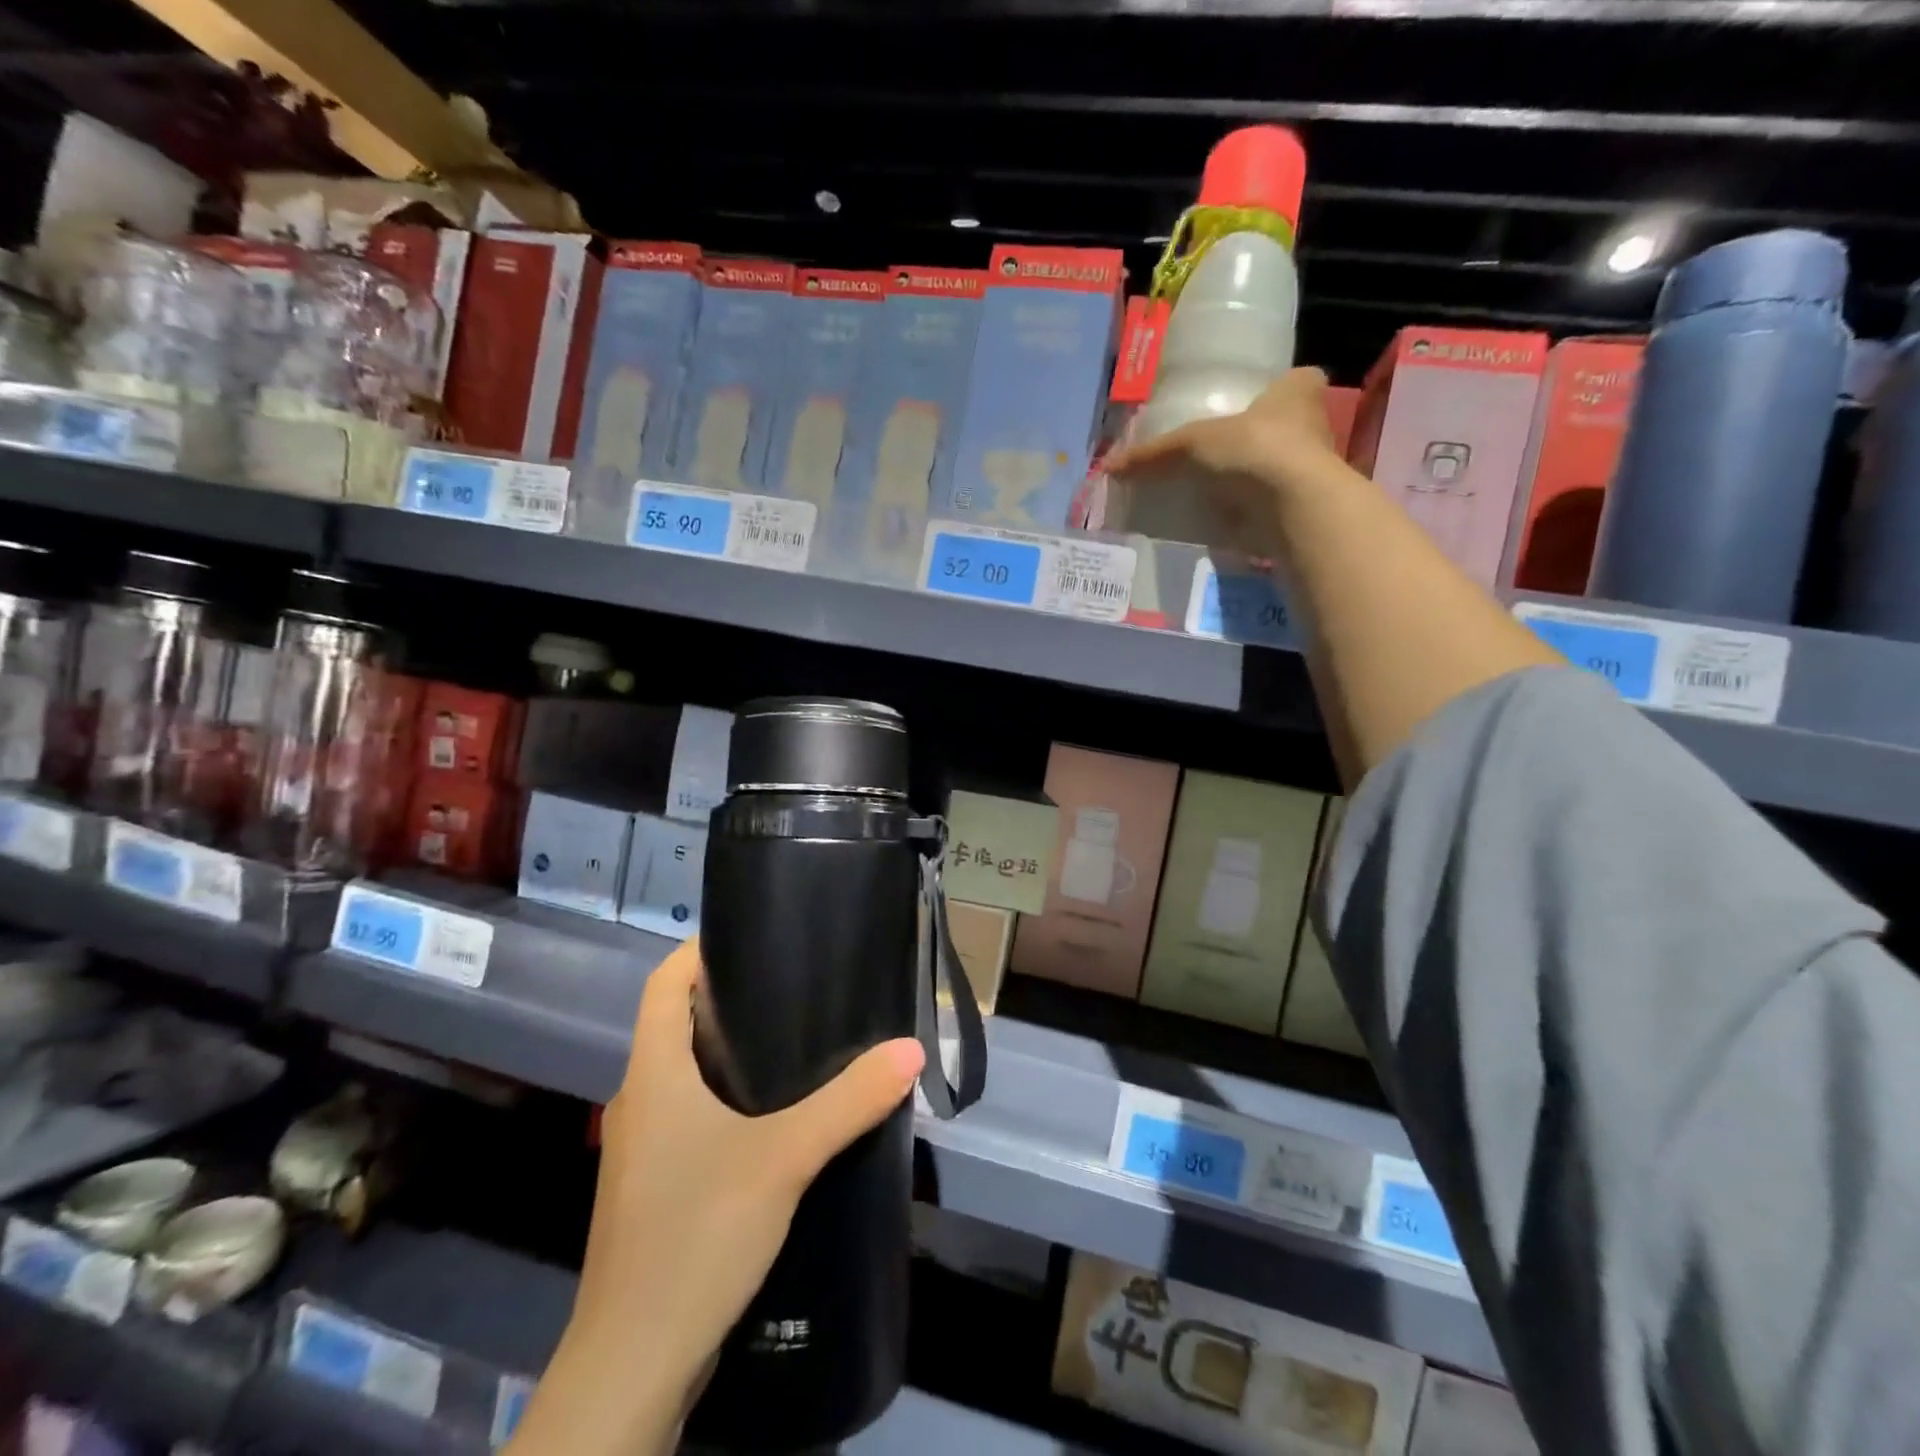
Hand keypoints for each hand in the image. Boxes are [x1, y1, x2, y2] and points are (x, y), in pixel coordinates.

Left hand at [511, 942, 924, 1455]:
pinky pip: (695, 1119)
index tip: (755, 935)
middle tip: (798, 984)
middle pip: (677, 1024)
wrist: (634, 1367)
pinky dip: (731, 1101)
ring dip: (734, 1053)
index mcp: (651, 1073)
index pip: (661, 984)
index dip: (699, 951)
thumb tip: (910, 1048)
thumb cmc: (695, 1235)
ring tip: (799, 1042)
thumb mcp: (783, 1158)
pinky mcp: (658, 1189)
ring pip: (688, 1075)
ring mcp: (646, 1148)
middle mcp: (640, 1100)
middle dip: (731, 998)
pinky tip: (780, 1118)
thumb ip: (849, 1102)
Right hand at [1104, 368, 1346, 547]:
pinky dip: (1250, 516)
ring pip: (1277, 471)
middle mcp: (1314, 427)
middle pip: (1283, 430)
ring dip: (1252, 482)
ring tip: (1214, 492)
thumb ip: (1154, 455)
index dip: (1271, 393)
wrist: (1291, 505)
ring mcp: (1312, 473)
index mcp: (1298, 391)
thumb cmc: (1253, 447)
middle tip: (1221, 454)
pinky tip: (1224, 521)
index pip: (1293, 382)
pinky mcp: (1301, 511)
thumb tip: (1108, 467)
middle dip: (1256, 442)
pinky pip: (1269, 509)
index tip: (1248, 408)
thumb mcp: (1192, 443)